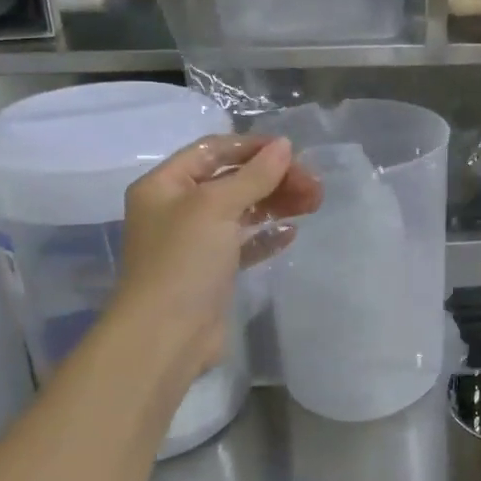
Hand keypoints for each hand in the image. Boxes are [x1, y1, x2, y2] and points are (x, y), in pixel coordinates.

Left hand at [110, 135, 322, 378]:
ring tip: (314, 202)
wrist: (166, 336)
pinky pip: (245, 242)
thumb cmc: (184, 260)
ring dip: (277, 202)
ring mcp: (195, 241)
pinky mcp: (213, 270)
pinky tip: (292, 232)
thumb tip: (284, 145)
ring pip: (243, 210)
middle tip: (313, 183)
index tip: (292, 151)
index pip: (212, 150)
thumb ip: (254, 175)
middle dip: (273, 177)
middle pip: (232, 179)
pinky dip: (268, 234)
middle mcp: (177, 208)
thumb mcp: (217, 207)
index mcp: (165, 185)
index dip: (252, 147)